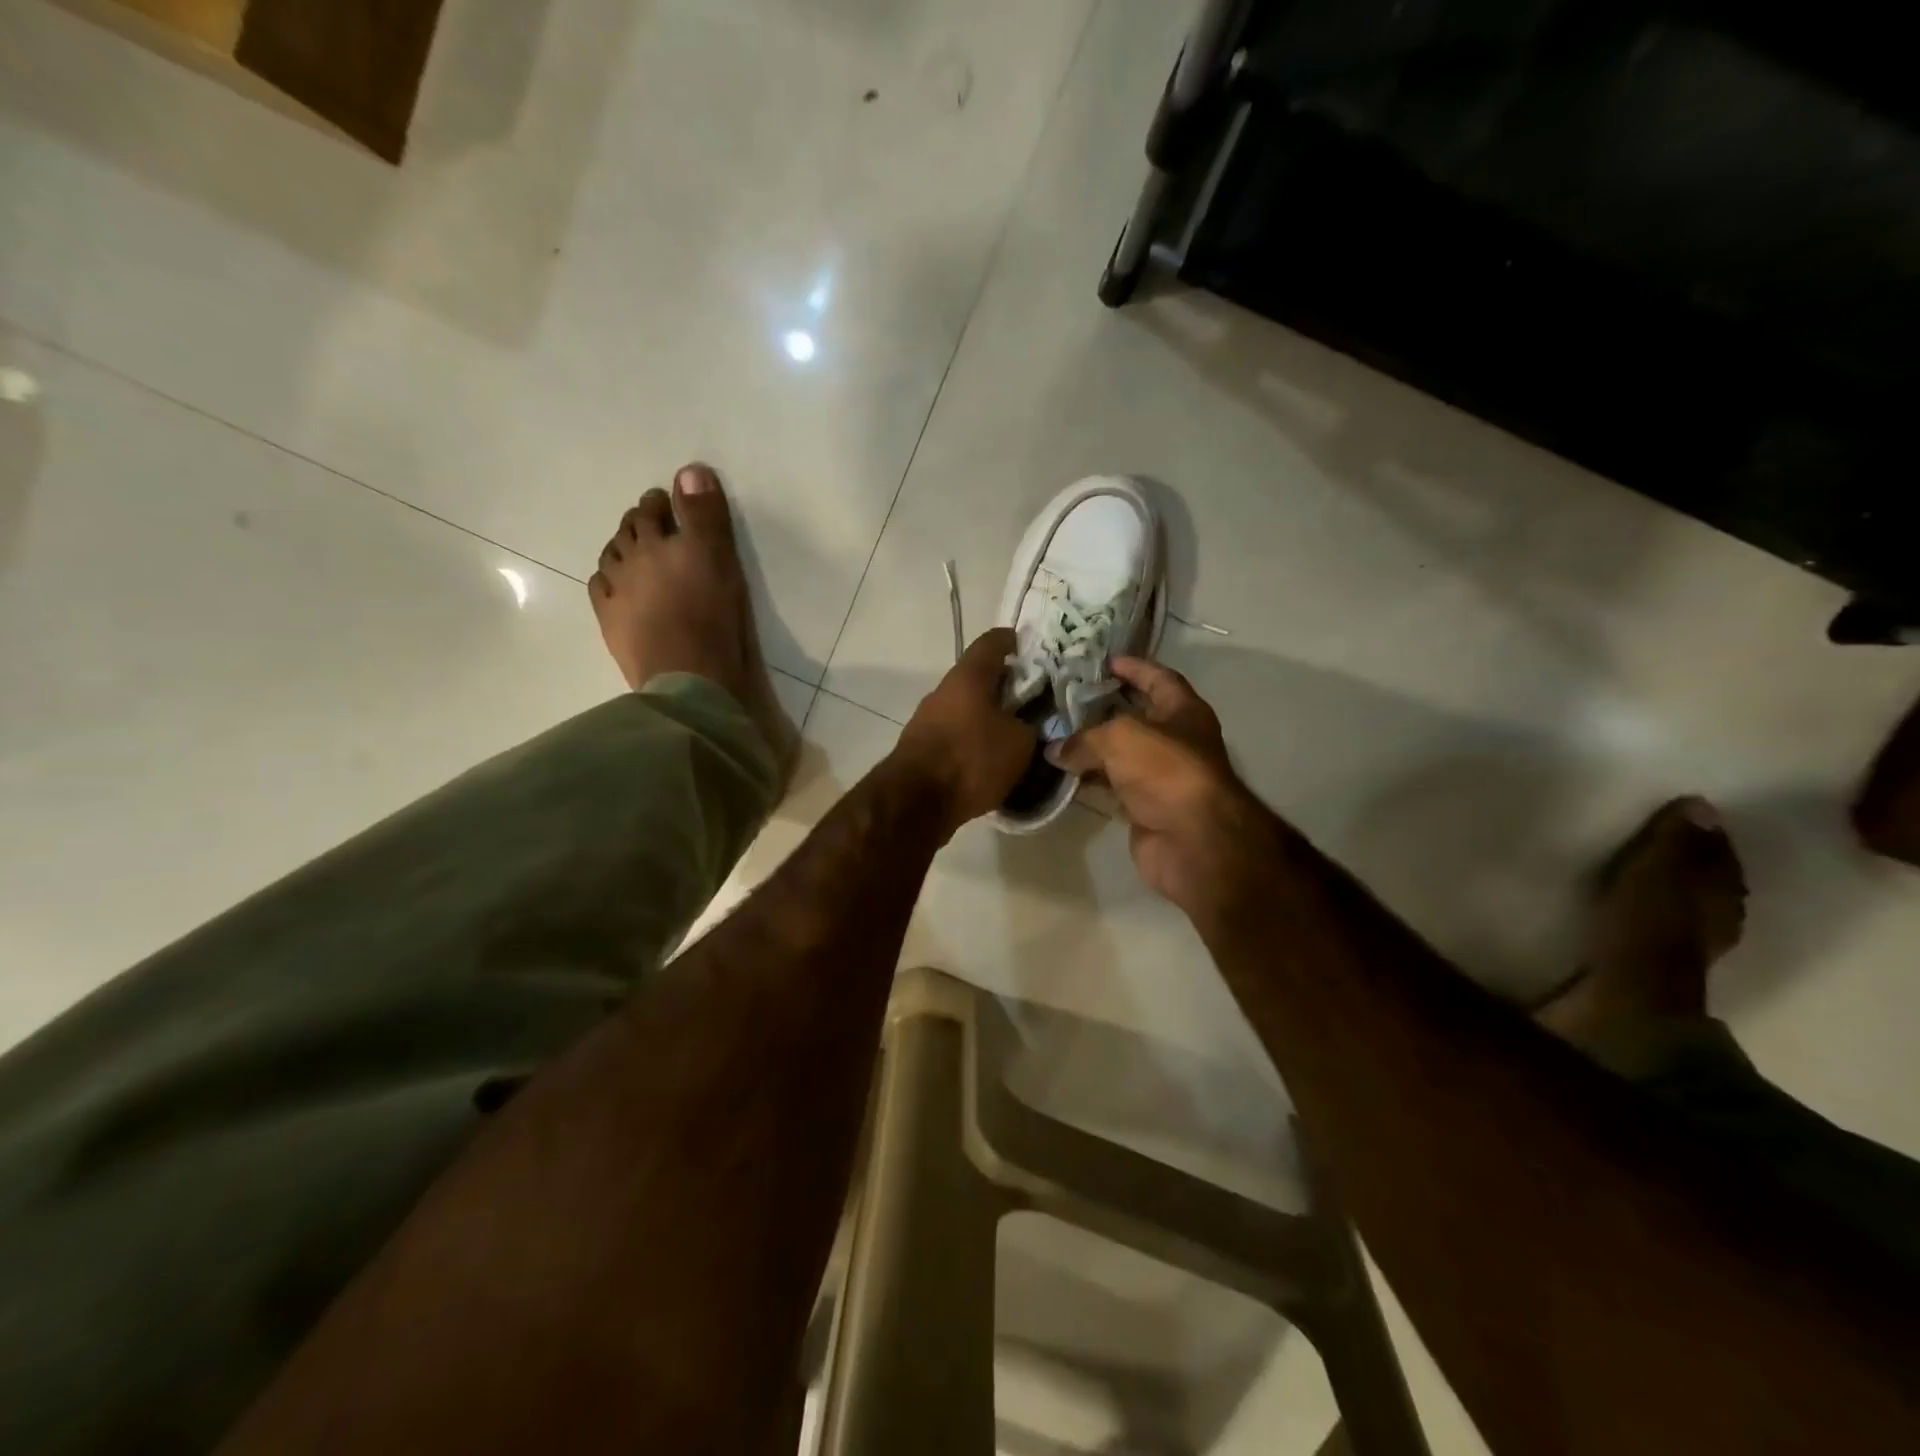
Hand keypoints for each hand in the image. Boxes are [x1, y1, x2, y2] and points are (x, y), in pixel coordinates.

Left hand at [894, 628, 1035, 837]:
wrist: (916, 801)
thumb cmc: (971, 759)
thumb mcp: (1019, 743)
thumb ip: (1029, 725)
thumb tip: (1027, 723)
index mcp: (968, 677)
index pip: (992, 643)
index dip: (1012, 641)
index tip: (1028, 647)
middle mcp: (943, 691)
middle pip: (977, 678)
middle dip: (1004, 686)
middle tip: (1032, 699)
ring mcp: (927, 719)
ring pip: (965, 708)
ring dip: (987, 716)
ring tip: (1014, 734)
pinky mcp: (921, 747)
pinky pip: (955, 734)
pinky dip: (973, 740)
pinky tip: (991, 759)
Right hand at [1047, 658, 1276, 919]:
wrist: (1192, 839)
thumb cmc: (1165, 770)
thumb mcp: (1120, 737)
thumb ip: (1084, 738)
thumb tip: (1054, 750)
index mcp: (1184, 712)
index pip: (1160, 679)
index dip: (1135, 668)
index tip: (1107, 661)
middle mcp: (1176, 741)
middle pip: (1137, 717)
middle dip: (1105, 707)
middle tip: (1068, 697)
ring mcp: (1161, 777)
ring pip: (1121, 755)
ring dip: (1092, 747)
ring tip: (1056, 733)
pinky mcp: (1145, 808)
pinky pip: (1112, 786)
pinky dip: (1090, 780)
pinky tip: (1063, 773)